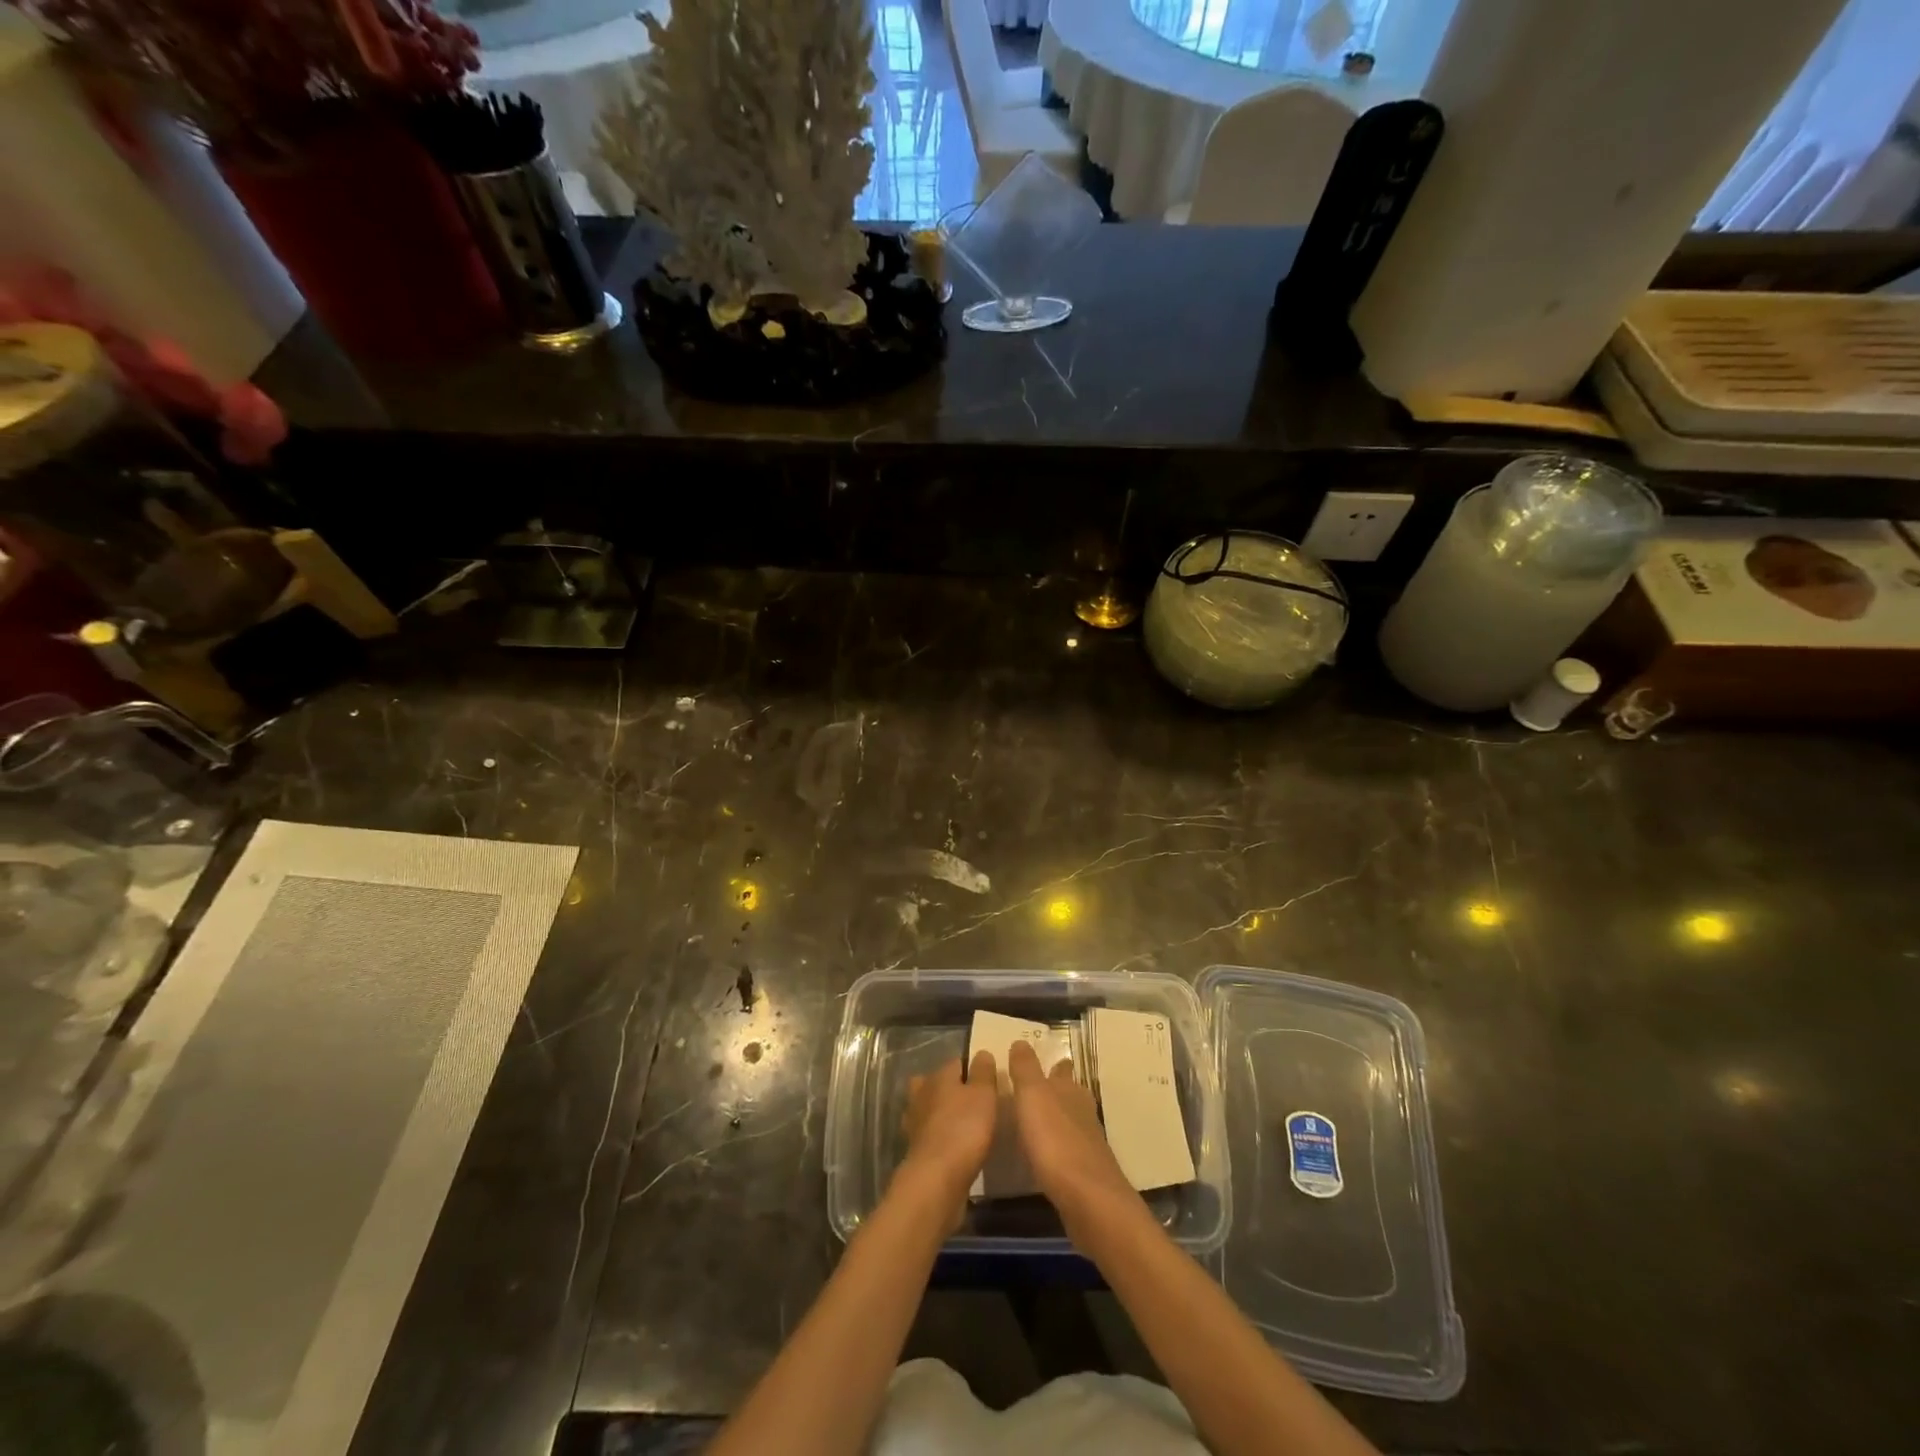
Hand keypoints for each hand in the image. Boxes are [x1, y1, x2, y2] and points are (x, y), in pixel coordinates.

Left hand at [900, 1052, 998, 1220]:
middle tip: (975, 1102)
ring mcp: (915, 1123)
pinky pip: (930, 1135)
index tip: (989, 1081)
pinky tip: (954, 1147)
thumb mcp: (984, 1094)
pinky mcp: (916, 1150)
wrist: (937, 1180)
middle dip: (952, 1089)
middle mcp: (922, 1094)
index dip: (973, 1068)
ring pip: (929, 1109)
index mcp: (938, 1076)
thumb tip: (981, 1053)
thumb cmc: (964, 1128)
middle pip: (937, 1084)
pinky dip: (940, 1138)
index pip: (957, 1062)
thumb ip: (983, 1072)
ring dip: (942, 1114)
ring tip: (965, 1125)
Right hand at [1006, 1040, 1139, 1239]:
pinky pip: (1069, 1150)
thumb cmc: (1055, 1140)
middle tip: (1040, 1089)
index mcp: (1069, 1090)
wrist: (1087, 1199)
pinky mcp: (1086, 1172)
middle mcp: (1082, 1112)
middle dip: (1060, 1090)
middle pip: (1071, 1094)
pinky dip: (1059, 1146)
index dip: (1054, 1064)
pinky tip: (1047, 1155)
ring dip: (1059, 1118)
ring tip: (1040, 1120)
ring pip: (1072, 1121)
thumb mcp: (1032, 1096)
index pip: (1062, 1070)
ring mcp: (1087, 1143)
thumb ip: (1025, 1069)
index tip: (1047, 1060)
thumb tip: (1022, 1041)